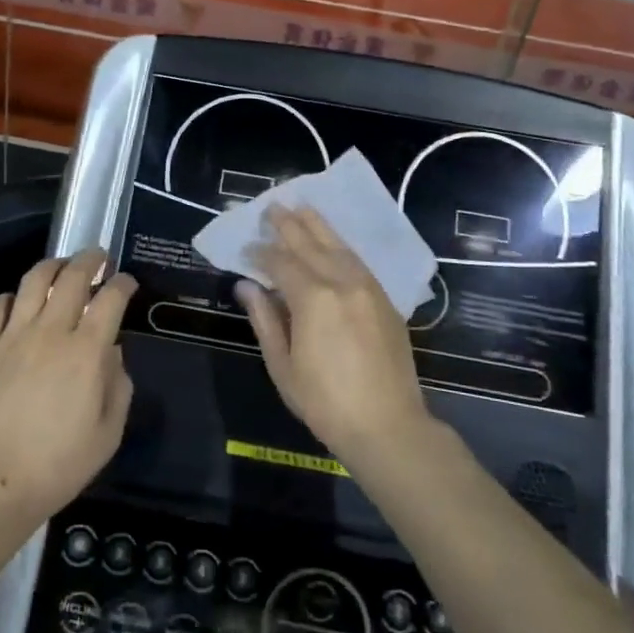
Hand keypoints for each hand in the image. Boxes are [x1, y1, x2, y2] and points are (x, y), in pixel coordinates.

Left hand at [0, 249, 135, 526]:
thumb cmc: (56, 466)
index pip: (110, 299)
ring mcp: (12, 335)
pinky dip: (11, 296)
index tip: (127, 282)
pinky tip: (18, 303)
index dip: (123, 284)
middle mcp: (50, 331)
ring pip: (33, 280)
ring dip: (52, 265)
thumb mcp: (107, 436)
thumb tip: (112, 354)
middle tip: (98, 258)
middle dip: (90, 260)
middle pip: (72, 277)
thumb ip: (117, 387)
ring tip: (61, 267)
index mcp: (86, 352)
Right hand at [236, 206, 431, 466]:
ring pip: (338, 245)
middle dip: (288, 224)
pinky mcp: (385, 298)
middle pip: (310, 243)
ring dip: (317, 225)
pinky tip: (331, 240)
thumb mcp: (283, 366)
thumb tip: (246, 285)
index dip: (260, 253)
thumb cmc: (325, 402)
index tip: (245, 249)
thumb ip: (264, 319)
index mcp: (313, 298)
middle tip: (272, 206)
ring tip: (300, 208)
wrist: (388, 426)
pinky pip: (357, 260)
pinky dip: (340, 245)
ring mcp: (368, 287)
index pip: (280, 262)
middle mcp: (342, 282)